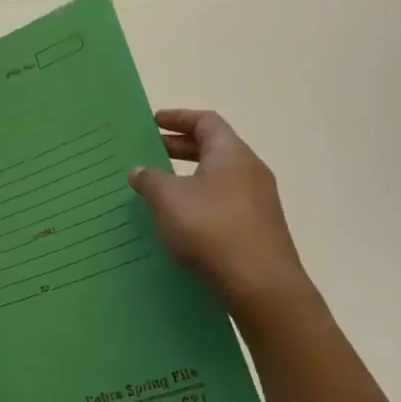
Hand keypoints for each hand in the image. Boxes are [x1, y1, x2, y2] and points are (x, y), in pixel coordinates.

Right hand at [128, 108, 309, 312]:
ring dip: (189, 176)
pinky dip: (199, 200)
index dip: (178, 117)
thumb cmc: (210, 228)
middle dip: (179, 147)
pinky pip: (223, 202)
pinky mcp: (257, 228)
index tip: (153, 121)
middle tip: (149, 151)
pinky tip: (180, 219)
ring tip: (159, 187)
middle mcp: (250, 170)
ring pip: (218, 177)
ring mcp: (258, 201)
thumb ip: (150, 179)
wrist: (260, 284)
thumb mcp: (168, 199)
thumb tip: (140, 170)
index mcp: (231, 153)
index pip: (206, 121)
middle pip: (213, 148)